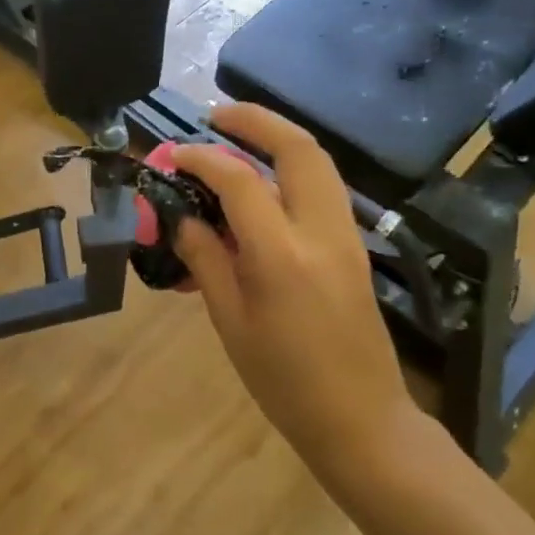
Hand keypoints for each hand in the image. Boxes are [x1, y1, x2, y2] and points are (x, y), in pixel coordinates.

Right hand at [171, 104, 417, 472]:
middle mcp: (320, 232)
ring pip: (318, 162)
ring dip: (277, 137)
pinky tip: (262, 180)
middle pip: (298, 149)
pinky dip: (291, 167)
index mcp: (282, 255)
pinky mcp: (353, 247)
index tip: (174, 155)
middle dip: (256, 120)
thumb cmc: (284, 381)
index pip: (240, 181)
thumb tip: (182, 217)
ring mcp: (345, 236)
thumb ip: (206, 260)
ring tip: (237, 135)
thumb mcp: (230, 322)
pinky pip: (322, 188)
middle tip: (216, 115)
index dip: (202, 159)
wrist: (361, 419)